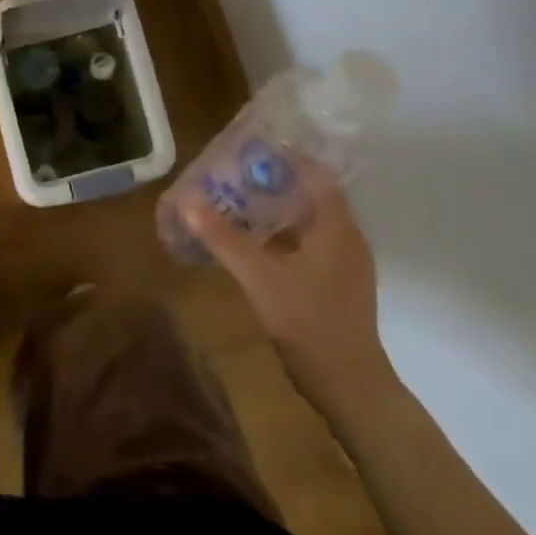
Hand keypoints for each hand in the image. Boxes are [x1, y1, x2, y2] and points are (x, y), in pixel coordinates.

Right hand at [175, 175, 393, 407]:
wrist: (349, 384)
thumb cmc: (308, 322)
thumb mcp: (259, 277)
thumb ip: (223, 238)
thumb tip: (187, 200)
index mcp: (336, 227)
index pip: (316, 174)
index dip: (285, 158)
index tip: (249, 150)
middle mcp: (346, 237)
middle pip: (311, 195)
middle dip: (274, 182)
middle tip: (233, 175)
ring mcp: (344, 263)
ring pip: (309, 221)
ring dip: (277, 209)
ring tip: (237, 203)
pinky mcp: (336, 283)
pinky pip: (309, 243)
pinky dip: (282, 235)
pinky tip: (254, 244)